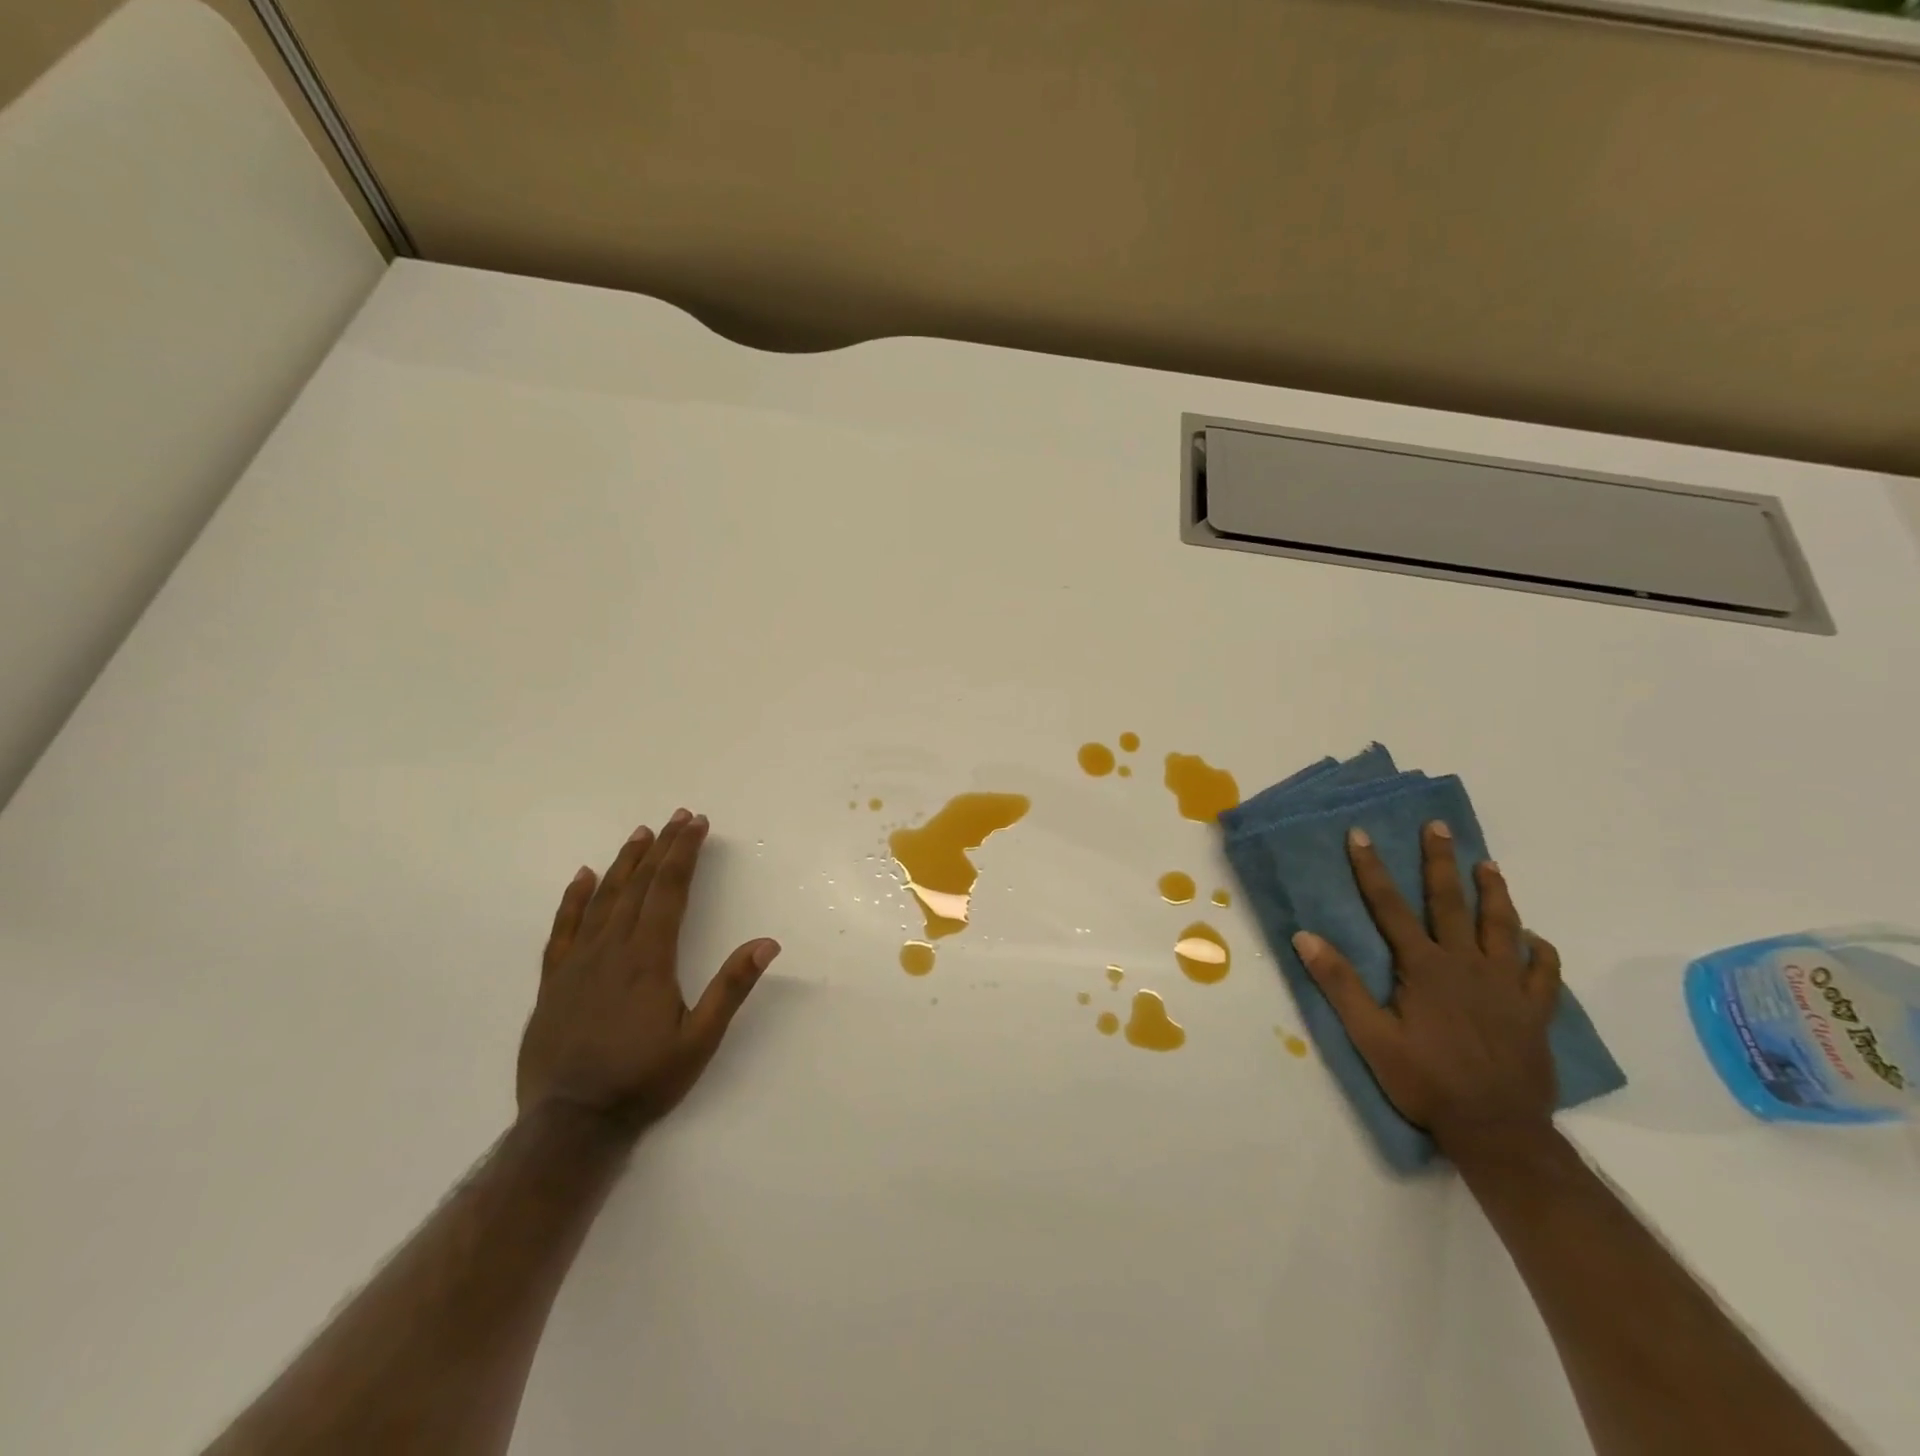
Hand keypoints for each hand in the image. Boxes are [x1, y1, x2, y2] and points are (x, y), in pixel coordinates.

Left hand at [517, 809, 778, 1134]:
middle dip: (662, 848)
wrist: (569, 1125)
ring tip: (640, 833)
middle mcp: (612, 950)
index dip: (684, 854)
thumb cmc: (642, 1081)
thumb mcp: (699, 1041)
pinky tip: (583, 876)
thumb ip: (731, 988)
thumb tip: (767, 942)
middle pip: (640, 885)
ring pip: (603, 899)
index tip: (696, 824)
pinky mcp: (553, 981)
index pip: (670, 891)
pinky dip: (574, 899)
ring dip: (625, 863)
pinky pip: (563, 929)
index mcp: (649, 959)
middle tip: (677, 816)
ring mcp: (577, 963)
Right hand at [1291, 822, 1560, 1158]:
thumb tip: (1305, 936)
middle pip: (1451, 903)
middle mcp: (1467, 965)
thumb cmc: (1425, 1081)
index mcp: (1424, 968)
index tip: (1360, 835)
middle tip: (1439, 827)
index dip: (1372, 869)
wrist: (1497, 1130)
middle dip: (1440, 862)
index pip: (1390, 907)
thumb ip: (1339, 984)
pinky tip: (1536, 941)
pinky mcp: (1534, 1012)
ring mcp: (1507, 987)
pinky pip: (1544, 974)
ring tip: (1488, 864)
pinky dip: (1541, 952)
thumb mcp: (1370, 1036)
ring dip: (1494, 893)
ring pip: (1503, 927)